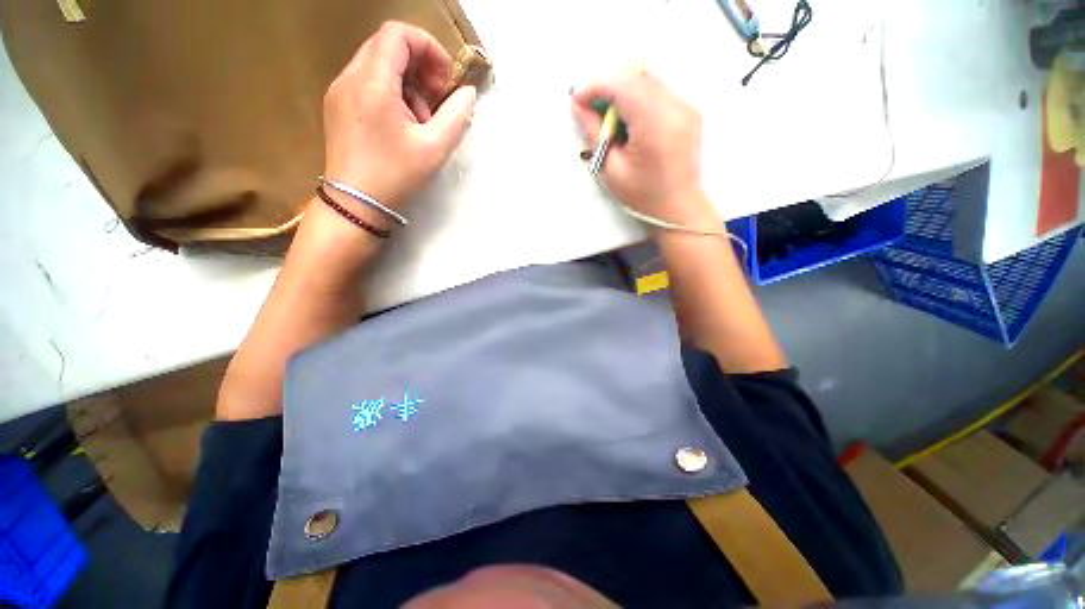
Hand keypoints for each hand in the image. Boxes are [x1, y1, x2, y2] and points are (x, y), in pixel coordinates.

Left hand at [322, 22, 476, 213]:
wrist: (355, 204)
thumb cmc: (396, 176)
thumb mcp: (434, 149)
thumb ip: (457, 116)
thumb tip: (468, 94)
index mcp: (373, 82)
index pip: (399, 34)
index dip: (429, 48)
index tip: (445, 81)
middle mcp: (350, 77)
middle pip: (387, 46)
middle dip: (420, 67)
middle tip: (436, 101)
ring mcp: (339, 91)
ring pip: (377, 66)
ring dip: (407, 84)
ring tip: (420, 122)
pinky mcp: (337, 106)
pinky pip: (367, 83)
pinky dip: (391, 94)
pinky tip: (401, 126)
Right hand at [572, 71, 716, 226]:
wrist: (679, 208)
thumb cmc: (643, 196)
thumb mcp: (612, 170)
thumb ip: (595, 134)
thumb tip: (579, 108)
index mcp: (655, 125)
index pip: (623, 85)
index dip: (596, 86)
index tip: (578, 99)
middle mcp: (675, 108)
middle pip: (636, 77)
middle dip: (608, 87)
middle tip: (591, 109)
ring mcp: (686, 107)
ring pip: (647, 81)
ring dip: (623, 92)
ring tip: (610, 119)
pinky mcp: (688, 111)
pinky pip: (658, 92)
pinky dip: (638, 98)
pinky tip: (629, 122)